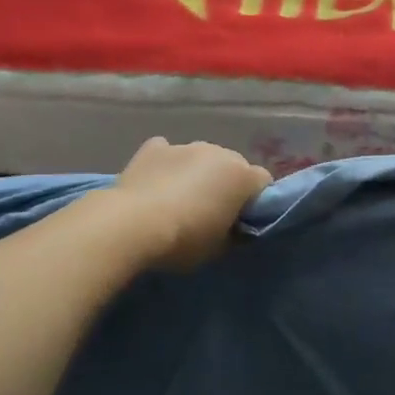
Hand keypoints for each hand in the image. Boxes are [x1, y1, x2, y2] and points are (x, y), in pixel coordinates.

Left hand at [110, 137, 272, 270]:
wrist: (131, 225)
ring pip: (202, 158)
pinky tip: (156, 183)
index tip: (241, 221)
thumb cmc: (184, 240)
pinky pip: (168, 152)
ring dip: (198, 173)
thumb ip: (234, 233)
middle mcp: (218, 152)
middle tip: (211, 212)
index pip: (263, 182)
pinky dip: (167, 164)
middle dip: (227, 184)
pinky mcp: (154, 148)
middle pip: (233, 165)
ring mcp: (185, 146)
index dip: (255, 202)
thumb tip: (234, 228)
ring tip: (178, 199)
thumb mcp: (219, 248)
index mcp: (242, 175)